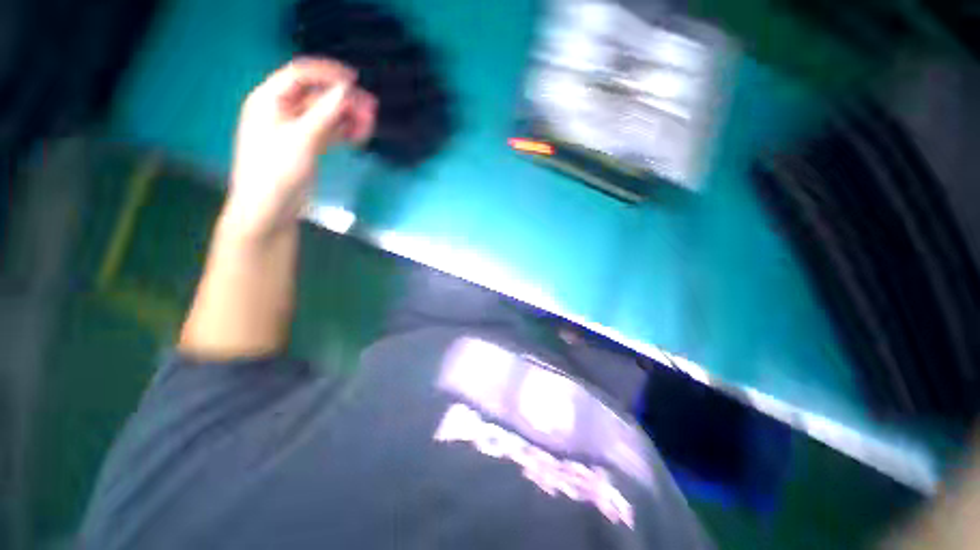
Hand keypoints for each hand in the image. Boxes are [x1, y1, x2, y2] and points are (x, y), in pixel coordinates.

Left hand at [222, 58, 376, 238]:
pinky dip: (344, 133)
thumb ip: (324, 113)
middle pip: (316, 97)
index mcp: (269, 100)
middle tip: (371, 108)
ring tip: (370, 124)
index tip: (355, 81)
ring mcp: (295, 130)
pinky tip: (360, 135)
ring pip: (325, 116)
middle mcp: (282, 111)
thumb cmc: (277, 171)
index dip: (327, 74)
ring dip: (347, 118)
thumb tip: (345, 90)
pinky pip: (328, 133)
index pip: (300, 75)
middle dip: (344, 100)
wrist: (270, 209)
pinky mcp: (307, 147)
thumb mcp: (301, 139)